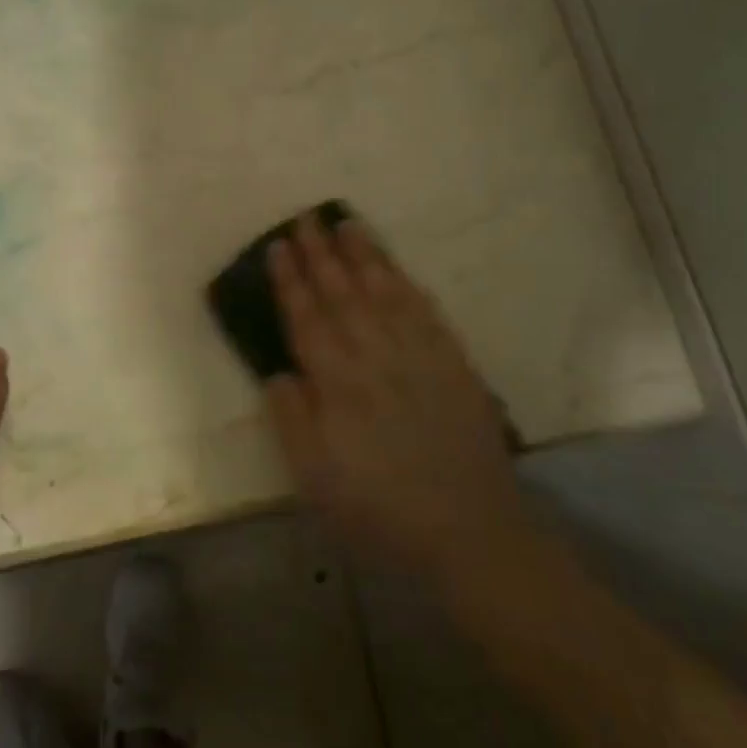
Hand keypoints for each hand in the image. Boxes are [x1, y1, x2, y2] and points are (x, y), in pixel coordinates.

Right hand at [263, 213, 529, 588]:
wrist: (468, 530)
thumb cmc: (379, 509)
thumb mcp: (315, 479)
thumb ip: (292, 420)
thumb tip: (277, 372)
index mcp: (338, 383)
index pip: (307, 318)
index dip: (290, 280)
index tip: (278, 246)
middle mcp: (376, 356)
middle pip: (343, 293)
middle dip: (321, 253)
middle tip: (305, 217)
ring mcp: (418, 354)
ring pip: (384, 291)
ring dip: (363, 255)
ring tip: (346, 222)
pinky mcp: (453, 362)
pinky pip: (424, 310)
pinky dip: (406, 283)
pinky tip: (395, 268)